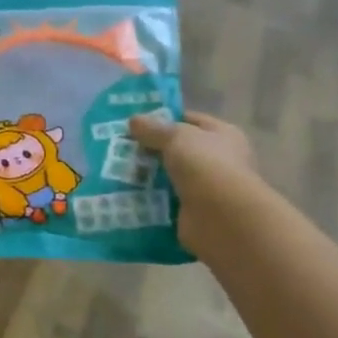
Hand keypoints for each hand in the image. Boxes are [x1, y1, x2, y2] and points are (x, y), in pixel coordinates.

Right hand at [130, 111, 258, 250]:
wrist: (221, 217)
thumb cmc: (205, 165)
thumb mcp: (176, 137)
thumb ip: (154, 129)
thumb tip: (134, 120)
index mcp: (223, 135)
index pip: (191, 121)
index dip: (164, 119)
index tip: (135, 124)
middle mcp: (218, 160)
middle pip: (178, 151)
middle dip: (151, 150)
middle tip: (119, 148)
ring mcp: (206, 188)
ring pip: (169, 177)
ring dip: (146, 176)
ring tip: (115, 171)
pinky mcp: (192, 213)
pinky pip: (164, 202)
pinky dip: (148, 201)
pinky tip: (125, 195)